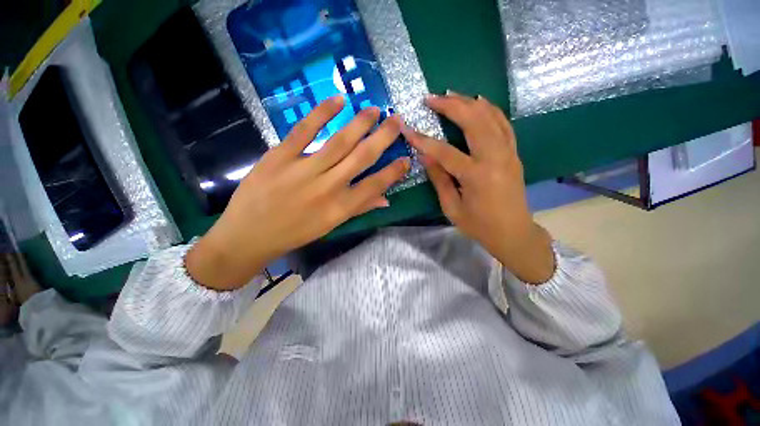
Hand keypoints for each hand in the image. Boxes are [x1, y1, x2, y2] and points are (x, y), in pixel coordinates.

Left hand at [187, 96, 409, 289]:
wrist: (249, 234)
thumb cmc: (294, 233)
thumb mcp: (330, 226)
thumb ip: (359, 209)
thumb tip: (386, 199)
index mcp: (340, 207)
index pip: (375, 185)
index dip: (393, 171)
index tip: (406, 158)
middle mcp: (328, 187)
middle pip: (361, 157)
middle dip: (383, 138)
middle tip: (397, 121)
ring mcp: (303, 169)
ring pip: (339, 141)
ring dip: (360, 123)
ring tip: (374, 110)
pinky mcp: (280, 156)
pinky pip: (304, 131)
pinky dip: (321, 113)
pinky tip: (338, 100)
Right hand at [403, 93, 554, 283]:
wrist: (514, 232)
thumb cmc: (479, 225)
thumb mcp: (452, 207)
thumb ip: (439, 179)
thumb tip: (425, 156)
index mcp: (476, 176)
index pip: (444, 151)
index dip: (423, 139)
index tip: (406, 128)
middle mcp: (495, 158)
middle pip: (473, 121)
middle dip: (450, 105)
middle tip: (431, 98)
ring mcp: (508, 152)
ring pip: (490, 116)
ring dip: (469, 102)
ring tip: (450, 95)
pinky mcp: (514, 152)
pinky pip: (503, 123)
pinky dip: (490, 109)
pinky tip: (478, 101)